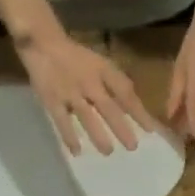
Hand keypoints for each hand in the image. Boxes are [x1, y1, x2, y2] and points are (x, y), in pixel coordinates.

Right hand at [16, 30, 153, 154]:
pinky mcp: (52, 100)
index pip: (124, 91)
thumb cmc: (78, 59)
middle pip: (108, 107)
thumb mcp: (101, 64)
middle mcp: (88, 82)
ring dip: (98, 134)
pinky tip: (77, 151)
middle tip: (132, 147)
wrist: (43, 43)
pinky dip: (68, 136)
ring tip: (108, 152)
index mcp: (103, 71)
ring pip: (86, 116)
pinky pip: (61, 120)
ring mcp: (70, 92)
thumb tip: (136, 108)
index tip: (150, 130)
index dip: (138, 111)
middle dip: (121, 127)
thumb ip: (116, 85)